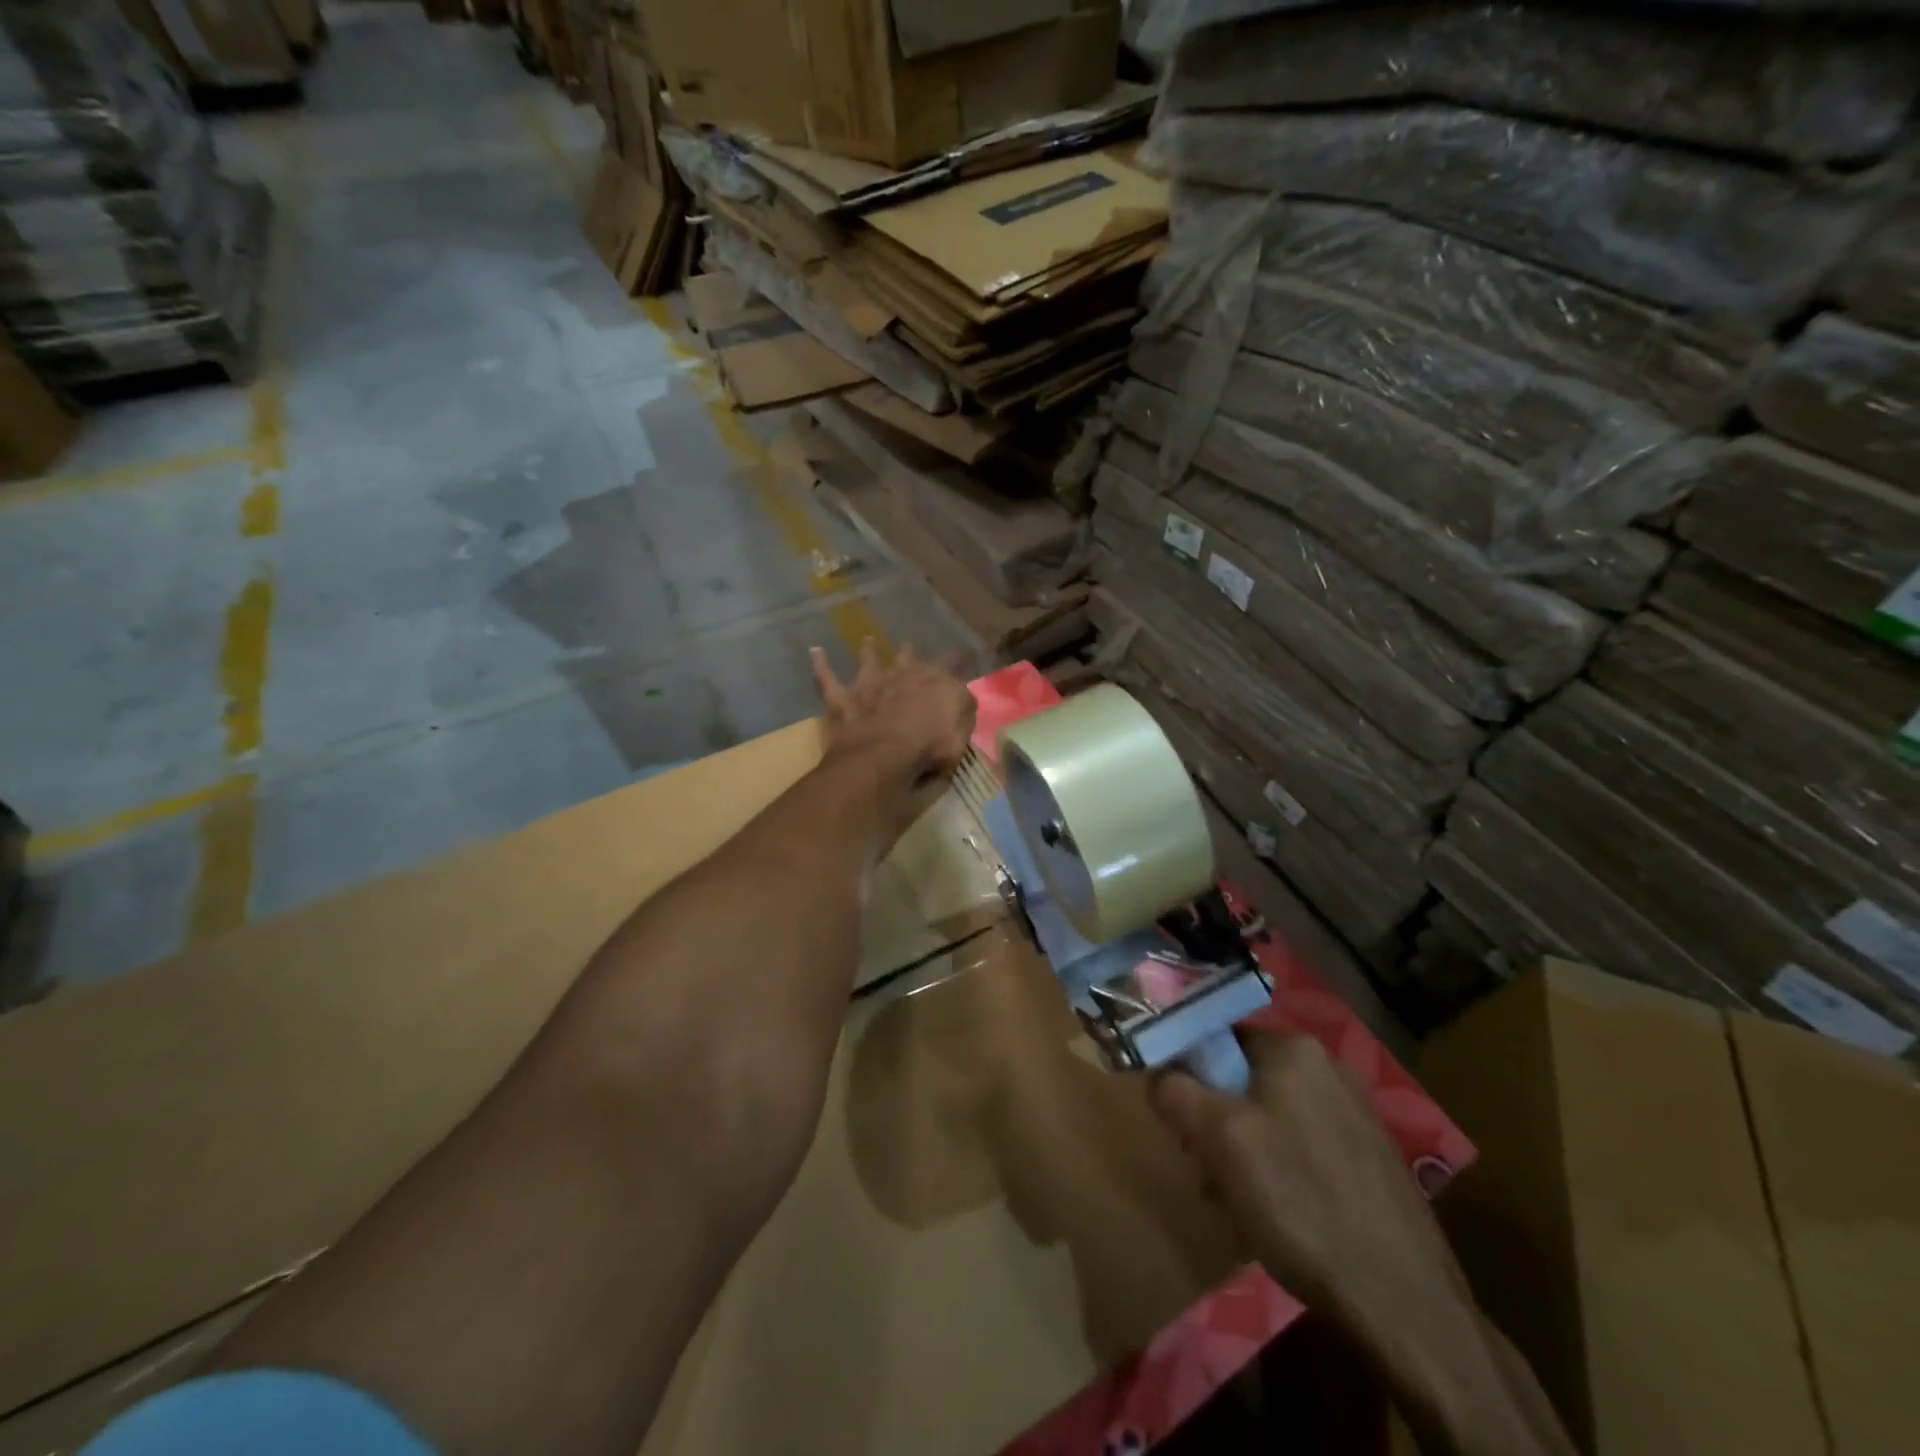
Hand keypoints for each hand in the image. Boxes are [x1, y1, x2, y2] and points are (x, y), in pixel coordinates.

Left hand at [811, 641, 975, 780]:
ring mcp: (870, 684)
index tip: (964, 654)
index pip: (952, 663)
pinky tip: (815, 652)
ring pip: (869, 660)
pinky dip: (821, 665)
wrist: (884, 754)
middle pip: (908, 657)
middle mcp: (902, 675)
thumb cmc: (930, 746)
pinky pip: (827, 678)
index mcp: (935, 683)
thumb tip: (962, 698)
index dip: (959, 659)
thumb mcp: (962, 734)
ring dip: (868, 651)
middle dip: (910, 654)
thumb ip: (963, 712)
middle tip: (909, 647)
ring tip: (867, 641)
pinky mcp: (842, 699)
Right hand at [1149, 1030, 1463, 1326]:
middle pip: (1242, 1078)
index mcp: (1294, 1048)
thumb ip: (1176, 1092)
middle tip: (1207, 1169)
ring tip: (1238, 1201)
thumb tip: (1155, 1072)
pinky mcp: (1369, 1154)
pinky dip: (1279, 1169)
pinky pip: (1302, 1143)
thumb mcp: (1220, 1140)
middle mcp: (1328, 1066)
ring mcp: (1354, 1111)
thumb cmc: (1301, 1203)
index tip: (1181, 1123)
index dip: (1189, 1075)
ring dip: (1242, 1150)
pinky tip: (1278, 1215)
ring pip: (1270, 1114)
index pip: (1217, 1037)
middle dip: (1215, 1121)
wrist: (1404, 1302)